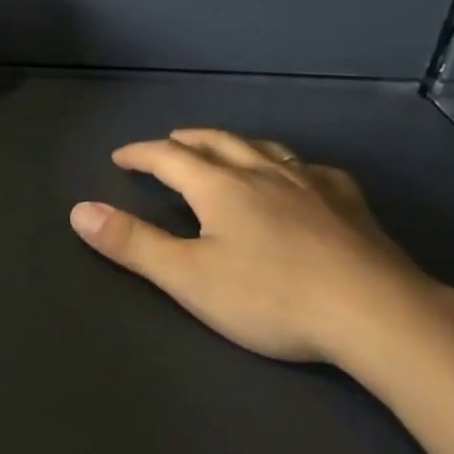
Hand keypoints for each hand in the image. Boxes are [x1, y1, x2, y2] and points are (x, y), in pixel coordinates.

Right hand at [69, 128, 441, 367]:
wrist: (373, 311)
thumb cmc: (270, 296)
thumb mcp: (188, 277)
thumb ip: (132, 243)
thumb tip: (79, 210)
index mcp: (220, 187)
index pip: (169, 158)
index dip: (140, 155)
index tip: (120, 157)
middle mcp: (263, 172)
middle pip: (216, 143)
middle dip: (185, 142)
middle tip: (167, 144)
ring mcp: (310, 183)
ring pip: (263, 149)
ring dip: (234, 144)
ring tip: (223, 150)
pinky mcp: (348, 202)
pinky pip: (310, 169)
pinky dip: (288, 166)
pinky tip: (299, 177)